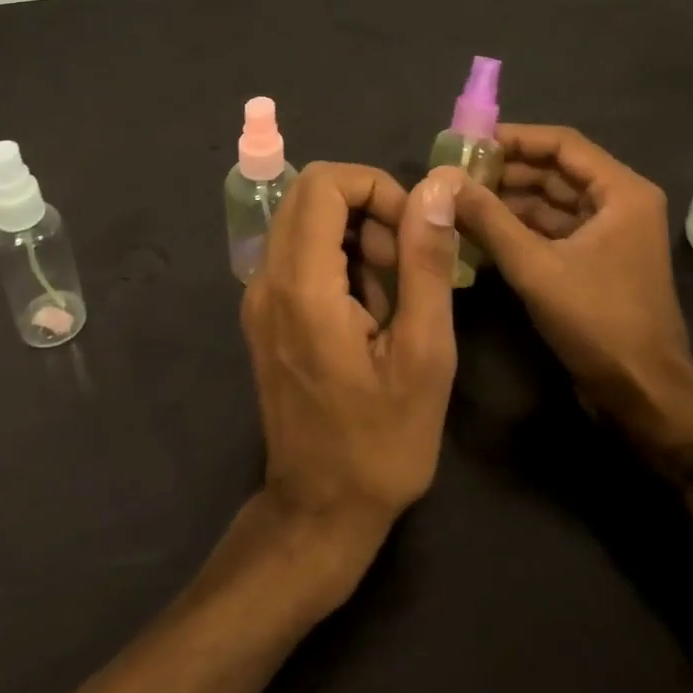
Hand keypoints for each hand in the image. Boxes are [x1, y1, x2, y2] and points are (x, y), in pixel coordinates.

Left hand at [240, 163, 461, 593]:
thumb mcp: (425, 355)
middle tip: (403, 259)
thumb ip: (426, 264)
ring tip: (390, 293)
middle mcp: (266, 280)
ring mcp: (258, 297)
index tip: (412, 231)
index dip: (375, 187)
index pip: (323, 183)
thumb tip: (434, 191)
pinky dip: (336, 257)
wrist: (320, 509)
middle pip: (308, 193)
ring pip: (302, 220)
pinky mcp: (262, 313)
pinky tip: (366, 310)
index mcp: (303, 285)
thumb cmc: (381, 442)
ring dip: (353, 234)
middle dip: (365, 206)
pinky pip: (297, 253)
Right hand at [452, 125, 692, 435]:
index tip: (468, 143)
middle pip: (555, 170)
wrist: (644, 395)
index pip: (561, 144)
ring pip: (551, 201)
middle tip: (455, 175)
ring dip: (508, 201)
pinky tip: (479, 233)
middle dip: (505, 172)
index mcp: (621, 192)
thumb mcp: (535, 267)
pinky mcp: (596, 260)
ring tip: (459, 202)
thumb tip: (443, 181)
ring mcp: (609, 233)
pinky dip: (519, 228)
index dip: (514, 138)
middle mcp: (619, 203)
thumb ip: (488, 219)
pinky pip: (553, 229)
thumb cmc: (598, 322)